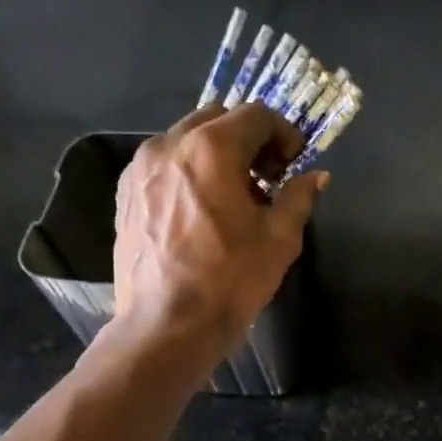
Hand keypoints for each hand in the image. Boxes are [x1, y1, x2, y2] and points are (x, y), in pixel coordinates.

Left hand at [113, 102, 326, 351]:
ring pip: (187, 140)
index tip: (293, 164)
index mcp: (211, 148)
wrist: (167, 325)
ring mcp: (140, 168)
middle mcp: (170, 144)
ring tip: (233, 198)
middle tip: (266, 178)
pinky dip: (189, 173)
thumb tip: (315, 176)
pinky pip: (164, 165)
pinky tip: (201, 211)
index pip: (256, 115)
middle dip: (248, 140)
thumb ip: (299, 197)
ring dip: (217, 155)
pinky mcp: (125, 193)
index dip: (283, 134)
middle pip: (218, 119)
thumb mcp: (279, 240)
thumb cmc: (230, 281)